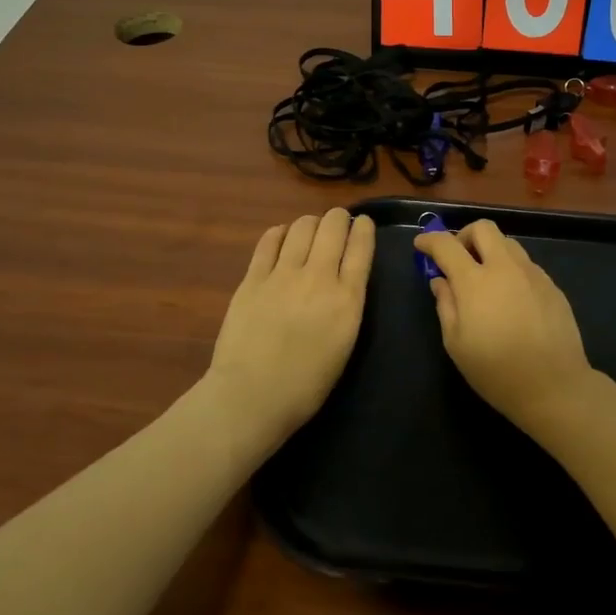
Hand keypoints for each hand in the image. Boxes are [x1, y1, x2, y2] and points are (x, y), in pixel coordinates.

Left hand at [206, 208, 375, 444]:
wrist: (252, 396)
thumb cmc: (306, 385)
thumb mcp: (345, 343)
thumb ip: (347, 305)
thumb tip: (343, 282)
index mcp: (347, 298)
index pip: (361, 247)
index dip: (363, 229)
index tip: (362, 223)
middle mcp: (318, 277)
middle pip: (332, 226)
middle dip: (338, 218)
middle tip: (336, 224)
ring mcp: (282, 274)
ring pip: (302, 226)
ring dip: (311, 223)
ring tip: (310, 230)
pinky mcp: (253, 278)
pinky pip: (269, 241)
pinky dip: (280, 233)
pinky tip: (282, 237)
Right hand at [414, 220, 595, 435]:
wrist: (554, 386)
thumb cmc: (496, 370)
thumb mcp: (456, 344)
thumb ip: (445, 305)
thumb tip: (440, 281)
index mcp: (475, 281)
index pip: (446, 244)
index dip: (429, 240)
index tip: (421, 245)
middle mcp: (505, 267)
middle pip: (483, 228)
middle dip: (464, 235)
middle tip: (457, 258)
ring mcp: (532, 274)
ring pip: (508, 243)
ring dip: (490, 250)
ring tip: (484, 278)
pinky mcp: (552, 285)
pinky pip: (526, 264)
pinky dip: (510, 269)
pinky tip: (510, 298)